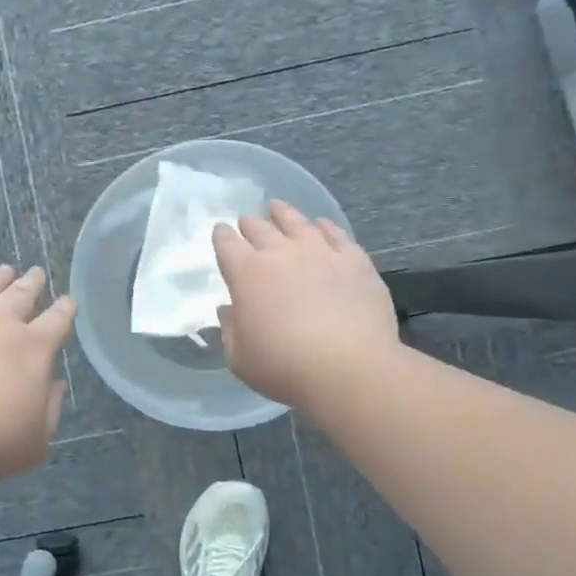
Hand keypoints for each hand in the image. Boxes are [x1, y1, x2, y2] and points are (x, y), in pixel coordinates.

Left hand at [0, 265, 75, 483]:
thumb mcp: (36, 439)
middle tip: (36, 273)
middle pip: (20, 295)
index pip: (57, 320)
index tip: (68, 301)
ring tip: (3, 271)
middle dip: (32, 283)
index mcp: (33, 349)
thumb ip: (49, 408)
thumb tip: (55, 385)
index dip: (65, 309)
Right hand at [212, 201, 398, 409]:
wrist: (350, 368)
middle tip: (247, 222)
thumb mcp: (241, 358)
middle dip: (250, 224)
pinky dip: (325, 227)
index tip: (220, 233)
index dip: (221, 237)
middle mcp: (282, 253)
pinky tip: (322, 225)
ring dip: (285, 214)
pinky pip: (337, 234)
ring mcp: (321, 253)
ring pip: (298, 223)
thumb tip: (229, 311)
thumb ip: (230, 331)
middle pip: (260, 229)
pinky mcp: (355, 261)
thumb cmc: (285, 367)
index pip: (227, 244)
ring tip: (278, 208)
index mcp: (247, 274)